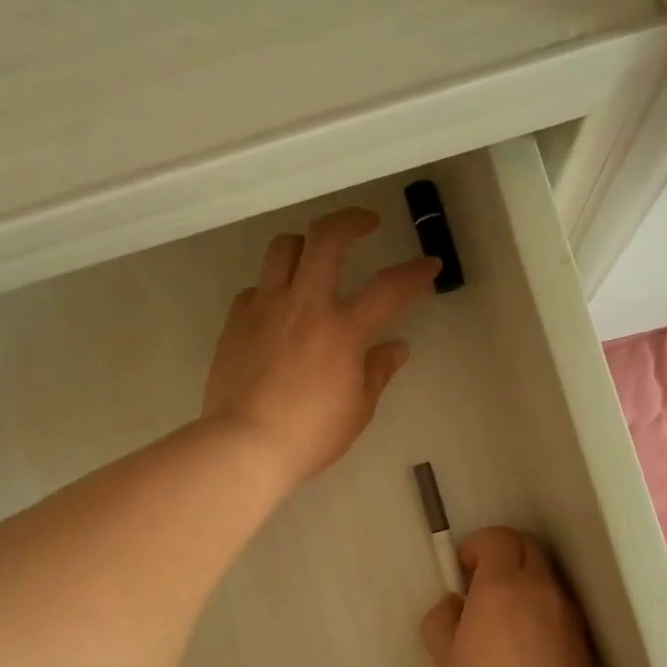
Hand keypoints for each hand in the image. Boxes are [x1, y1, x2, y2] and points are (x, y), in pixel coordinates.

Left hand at [204, 207, 440, 486]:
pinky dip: (274, 289)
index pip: (389, 288)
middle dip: (352, 221)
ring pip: (284, 248)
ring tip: (316, 257)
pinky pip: (256, 287)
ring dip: (306, 244)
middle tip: (366, 224)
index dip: (415, 273)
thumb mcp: (357, 410)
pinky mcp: (236, 321)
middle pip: (327, 238)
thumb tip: (396, 347)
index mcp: (342, 331)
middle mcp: (304, 306)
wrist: (244, 445)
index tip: (429, 266)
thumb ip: (377, 372)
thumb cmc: (309, 435)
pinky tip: (280, 309)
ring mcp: (265, 308)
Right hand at [419, 527, 602, 666]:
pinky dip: (541, 603)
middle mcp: (540, 589)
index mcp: (502, 587)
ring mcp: (567, 612)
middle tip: (482, 584)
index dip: (477, 545)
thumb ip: (441, 619)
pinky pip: (560, 602)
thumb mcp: (446, 660)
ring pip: (546, 573)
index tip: (463, 570)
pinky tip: (528, 641)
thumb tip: (454, 604)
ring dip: (524, 577)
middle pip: (527, 545)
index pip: (498, 538)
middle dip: (503, 553)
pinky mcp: (584, 637)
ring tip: (505, 615)